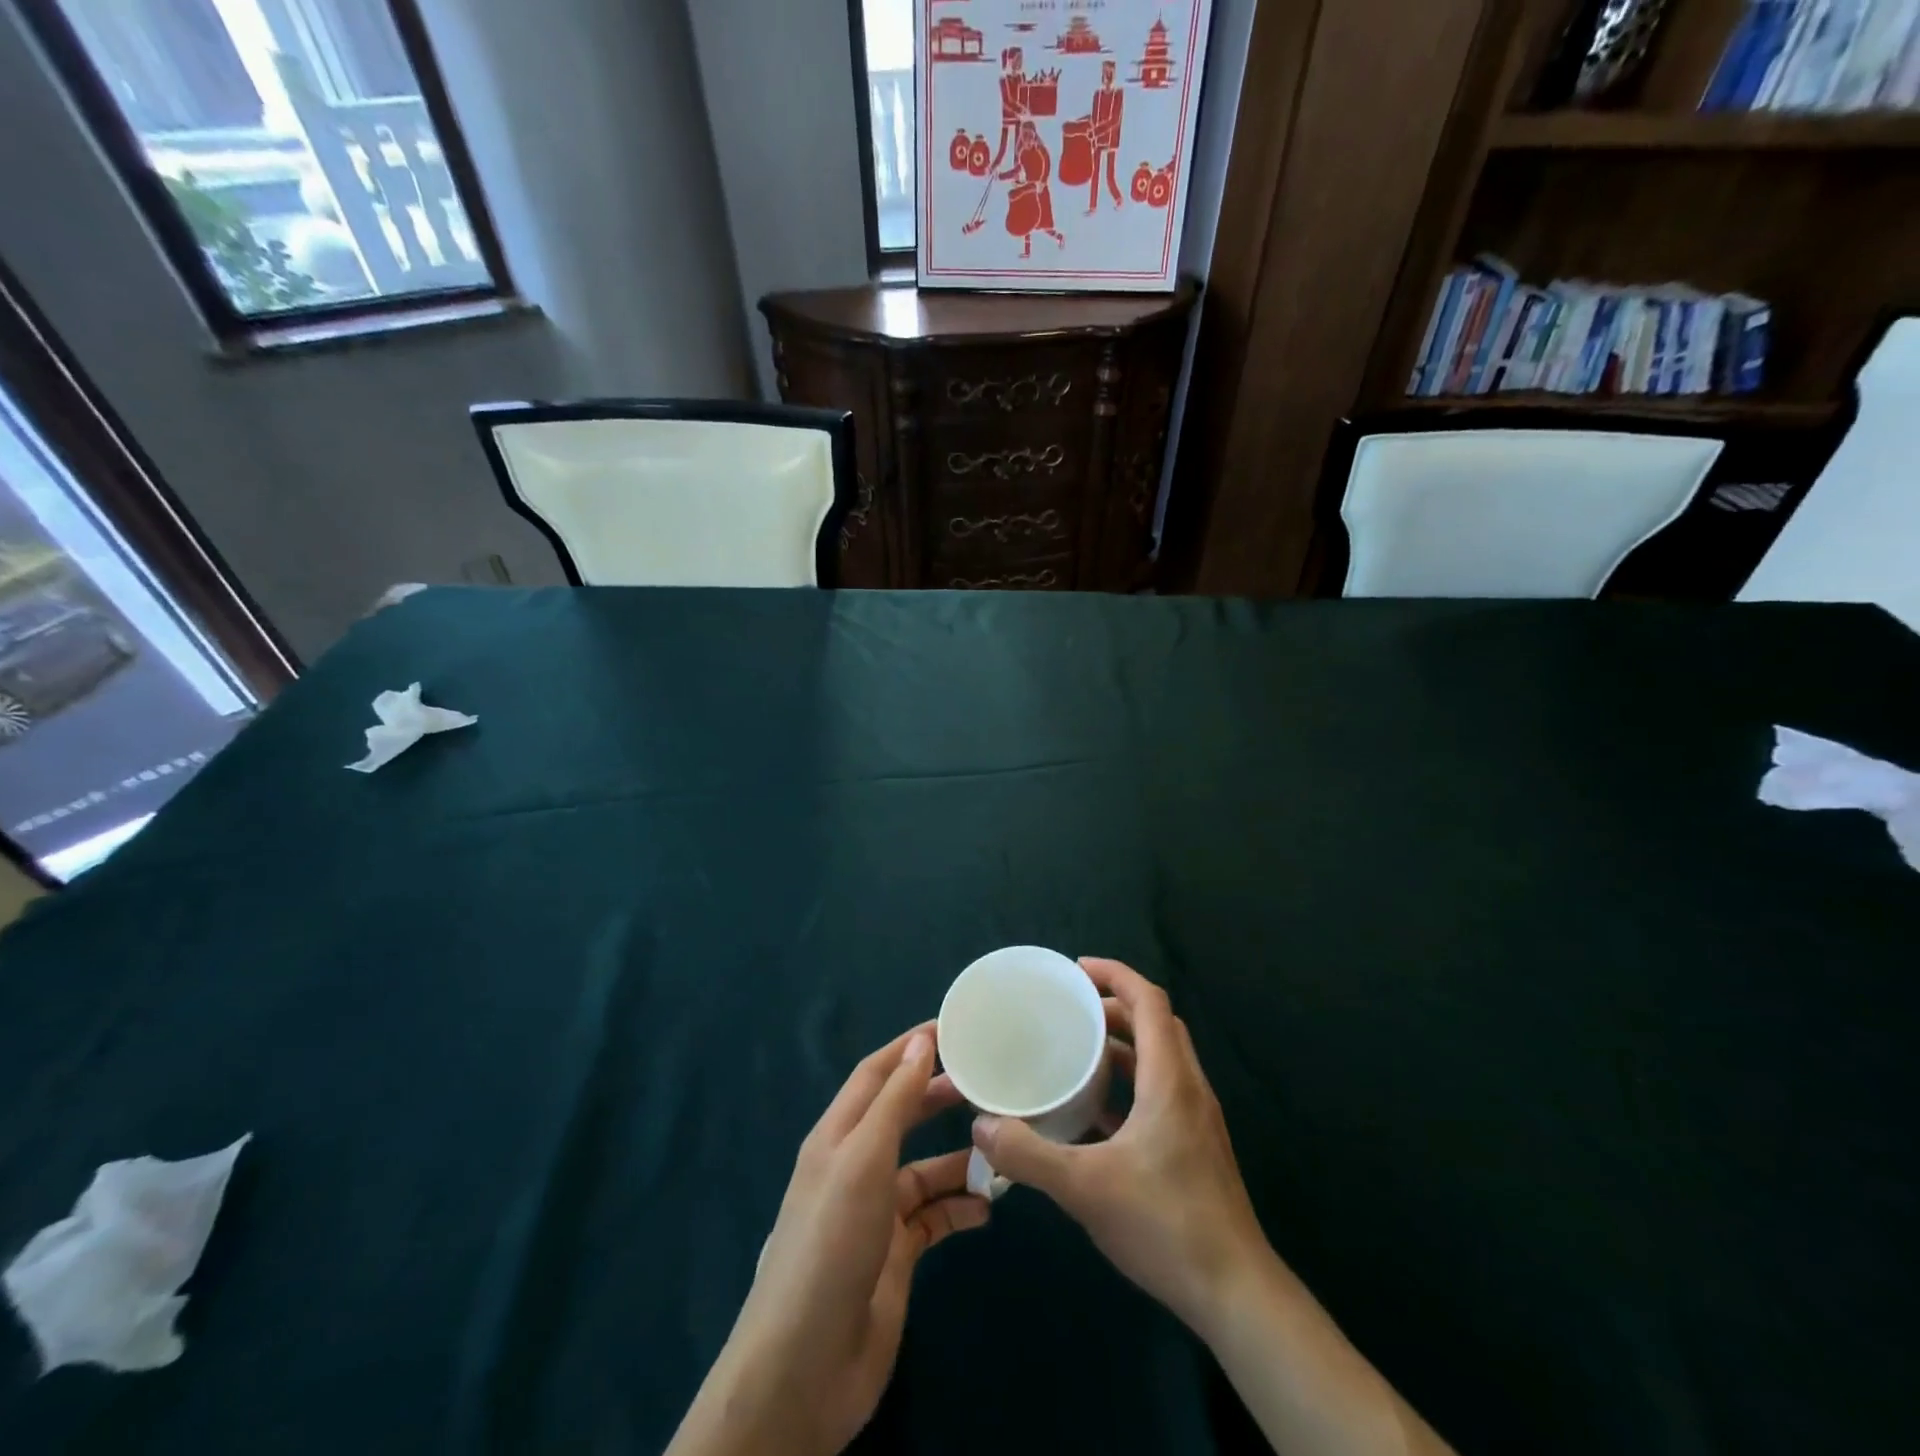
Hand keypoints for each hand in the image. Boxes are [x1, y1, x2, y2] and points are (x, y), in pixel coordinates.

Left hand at [668, 1026, 989, 1455]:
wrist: (806, 1367)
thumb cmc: (832, 1242)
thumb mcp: (864, 1159)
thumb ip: (895, 1101)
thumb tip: (922, 1042)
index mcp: (838, 1135)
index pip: (875, 1074)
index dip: (909, 1048)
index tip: (953, 1028)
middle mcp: (855, 1166)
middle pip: (901, 1116)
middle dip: (938, 1097)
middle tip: (986, 1083)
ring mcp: (875, 1214)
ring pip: (923, 1170)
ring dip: (959, 1160)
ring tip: (1003, 1149)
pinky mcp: (895, 1256)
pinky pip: (934, 1219)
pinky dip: (960, 1209)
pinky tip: (988, 1209)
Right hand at [972, 958, 1267, 1339]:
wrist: (1236, 1295)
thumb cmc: (1165, 1225)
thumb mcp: (1085, 1188)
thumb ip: (1029, 1154)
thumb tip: (981, 1126)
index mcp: (1169, 1079)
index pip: (1150, 1001)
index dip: (1115, 974)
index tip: (1076, 971)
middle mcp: (1188, 1088)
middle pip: (1156, 1024)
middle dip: (1114, 1006)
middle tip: (1071, 1011)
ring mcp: (1196, 1119)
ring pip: (1161, 1058)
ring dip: (1123, 1046)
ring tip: (1078, 1052)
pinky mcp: (1195, 1147)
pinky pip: (1161, 1092)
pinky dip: (1131, 1084)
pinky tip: (1096, 1114)